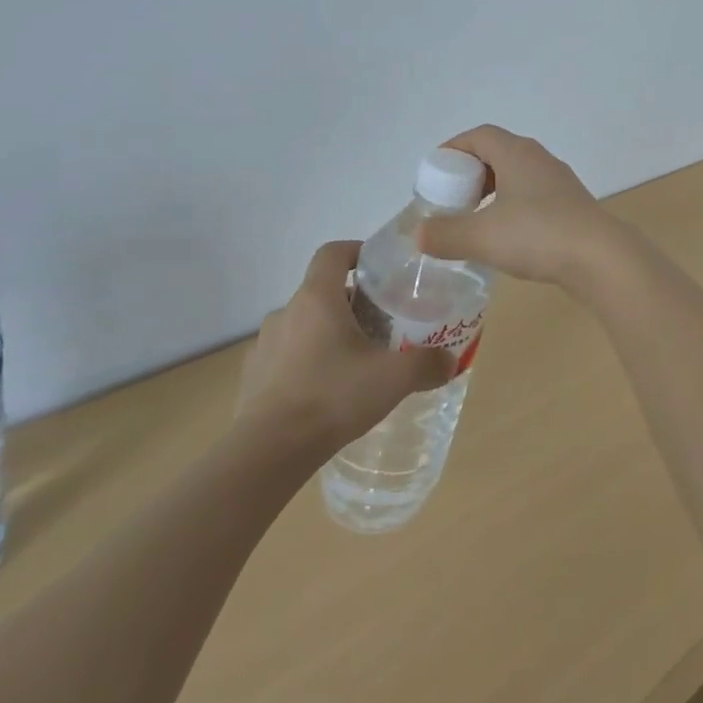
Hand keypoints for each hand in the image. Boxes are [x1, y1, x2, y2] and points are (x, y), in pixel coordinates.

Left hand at [234, 242, 453, 465]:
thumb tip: (449, 360)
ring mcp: (264, 345)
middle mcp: (286, 313)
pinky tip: (326, 391)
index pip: (333, 253)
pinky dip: (308, 363)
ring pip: (305, 325)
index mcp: (317, 299)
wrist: (269, 451)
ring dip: (329, 334)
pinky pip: (287, 356)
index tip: (381, 267)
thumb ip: (428, 363)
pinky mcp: (254, 376)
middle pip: (324, 292)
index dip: (357, 251)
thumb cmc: (333, 396)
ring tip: (356, 363)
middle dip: (354, 303)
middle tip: (383, 325)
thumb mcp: (395, 377)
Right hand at [417, 125, 630, 290]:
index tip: (435, 172)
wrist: (600, 257)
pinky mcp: (572, 206)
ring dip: (493, 192)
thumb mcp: (481, 236)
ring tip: (475, 219)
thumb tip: (420, 235)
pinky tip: (507, 236)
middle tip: (452, 199)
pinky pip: (534, 197)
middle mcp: (540, 160)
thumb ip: (445, 234)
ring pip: (518, 177)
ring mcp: (561, 183)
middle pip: (499, 153)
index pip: (480, 136)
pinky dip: (513, 207)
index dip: (453, 149)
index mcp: (517, 154)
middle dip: (471, 173)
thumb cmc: (537, 235)